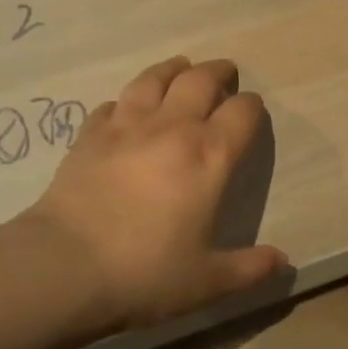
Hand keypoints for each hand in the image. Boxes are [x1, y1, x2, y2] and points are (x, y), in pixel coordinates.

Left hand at [24, 56, 288, 329]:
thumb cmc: (145, 272)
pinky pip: (112, 105)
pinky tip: (124, 110)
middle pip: (200, 80)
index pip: (242, 112)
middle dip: (218, 72)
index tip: (252, 110)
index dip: (252, 106)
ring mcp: (127, 126)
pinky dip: (125, 102)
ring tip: (179, 67)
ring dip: (172, 69)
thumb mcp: (207, 281)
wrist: (64, 266)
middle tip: (224, 72)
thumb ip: (250, 269)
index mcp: (210, 156)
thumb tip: (283, 262)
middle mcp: (173, 128)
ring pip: (154, 79)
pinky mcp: (90, 135)